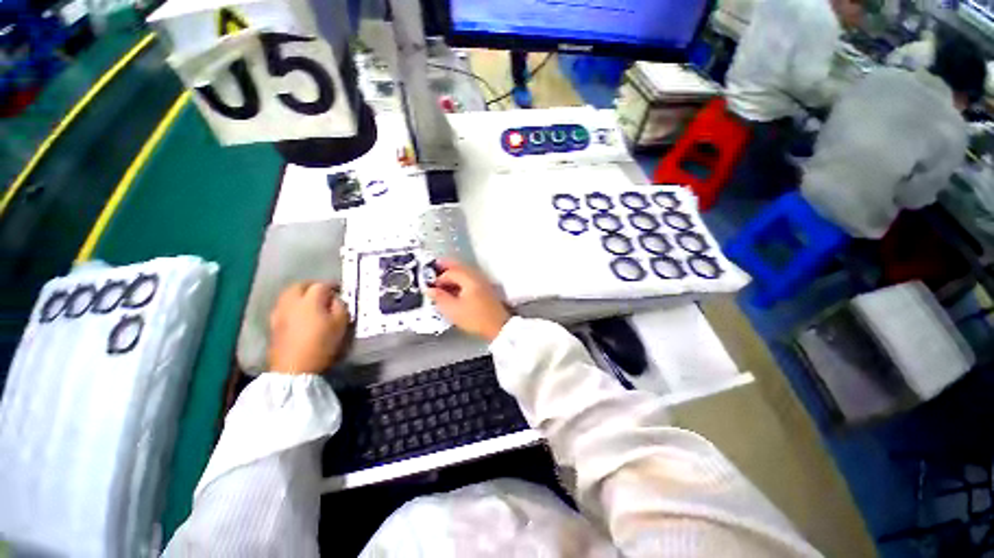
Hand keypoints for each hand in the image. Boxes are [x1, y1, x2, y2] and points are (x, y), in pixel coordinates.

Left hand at [268, 283, 350, 374]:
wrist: (294, 368)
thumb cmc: (322, 344)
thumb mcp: (340, 324)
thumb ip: (340, 307)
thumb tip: (335, 299)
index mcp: (310, 300)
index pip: (321, 285)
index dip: (332, 285)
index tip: (340, 289)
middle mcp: (292, 302)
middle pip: (300, 285)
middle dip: (312, 286)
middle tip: (323, 292)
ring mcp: (279, 312)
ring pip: (288, 294)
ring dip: (299, 293)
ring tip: (309, 301)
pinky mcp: (273, 324)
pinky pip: (282, 306)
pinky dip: (291, 304)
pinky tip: (298, 312)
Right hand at [426, 259, 510, 341]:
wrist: (498, 327)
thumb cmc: (475, 318)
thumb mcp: (453, 310)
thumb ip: (440, 298)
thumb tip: (430, 289)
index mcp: (469, 279)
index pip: (450, 272)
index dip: (438, 278)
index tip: (430, 286)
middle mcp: (476, 276)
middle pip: (459, 267)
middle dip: (446, 267)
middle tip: (435, 267)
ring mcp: (482, 282)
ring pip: (465, 272)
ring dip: (453, 273)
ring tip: (443, 278)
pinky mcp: (485, 289)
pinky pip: (469, 278)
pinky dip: (460, 279)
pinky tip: (455, 287)